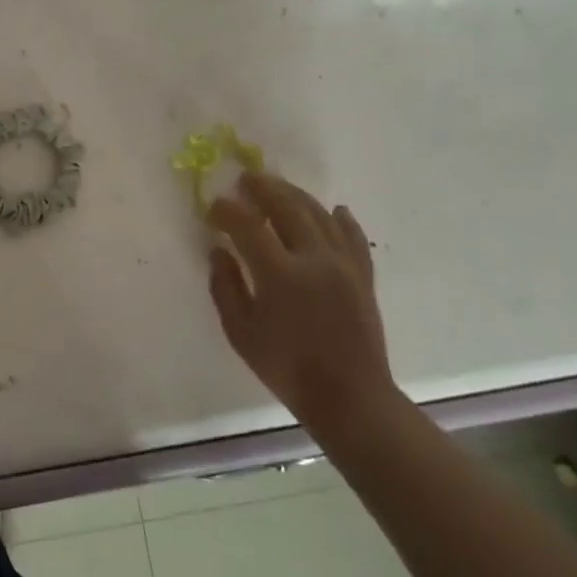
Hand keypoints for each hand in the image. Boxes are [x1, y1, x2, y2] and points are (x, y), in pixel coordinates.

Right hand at [206, 170, 393, 429]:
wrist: (350, 397)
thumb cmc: (286, 368)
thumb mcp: (241, 332)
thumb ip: (225, 286)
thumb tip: (218, 251)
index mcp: (280, 275)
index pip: (248, 227)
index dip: (227, 211)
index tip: (213, 207)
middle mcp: (315, 260)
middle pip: (288, 208)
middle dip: (264, 188)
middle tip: (245, 179)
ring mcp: (344, 265)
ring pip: (320, 215)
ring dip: (296, 195)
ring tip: (278, 187)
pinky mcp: (363, 276)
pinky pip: (353, 237)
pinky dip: (341, 219)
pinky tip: (334, 209)